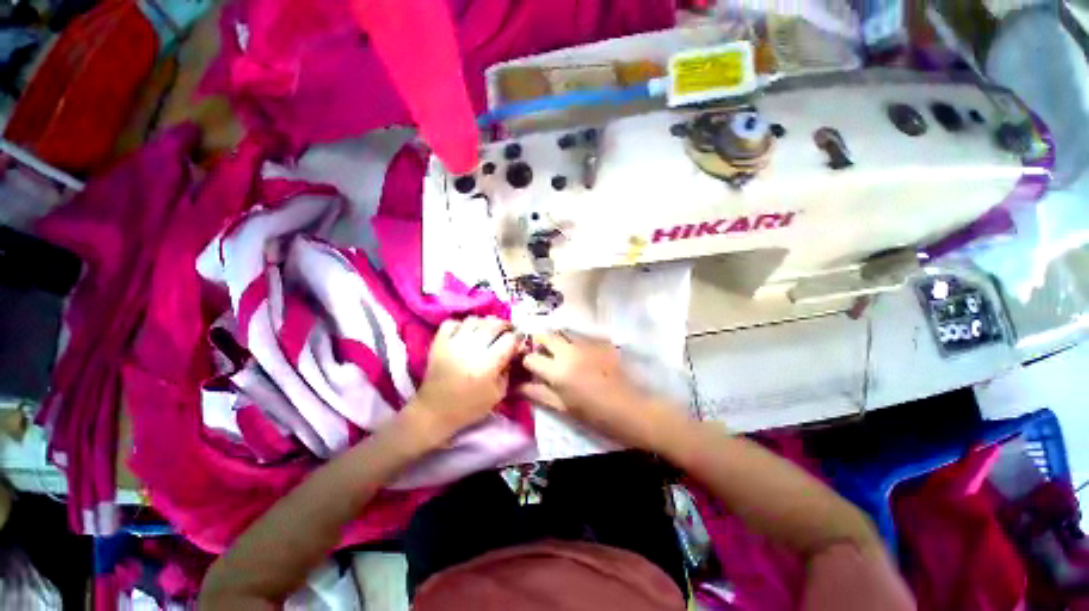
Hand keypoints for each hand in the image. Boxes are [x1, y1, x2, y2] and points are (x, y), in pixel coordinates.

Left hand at [408, 316, 520, 444]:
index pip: (510, 339)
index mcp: (489, 363)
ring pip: (474, 320)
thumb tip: (513, 353)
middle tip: (507, 331)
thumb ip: (508, 371)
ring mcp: (454, 342)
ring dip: (485, 323)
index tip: (519, 340)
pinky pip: (452, 322)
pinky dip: (461, 324)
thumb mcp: (498, 394)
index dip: (518, 337)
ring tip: (487, 330)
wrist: (435, 411)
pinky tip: (466, 332)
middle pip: (494, 324)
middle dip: (505, 326)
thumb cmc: (470, 406)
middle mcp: (473, 348)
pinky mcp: (439, 342)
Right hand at [519, 332, 682, 450]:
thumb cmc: (594, 414)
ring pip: (564, 332)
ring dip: (558, 339)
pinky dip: (575, 341)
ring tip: (560, 351)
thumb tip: (517, 387)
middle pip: (546, 335)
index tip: (530, 366)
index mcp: (557, 370)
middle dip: (539, 342)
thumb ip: (538, 394)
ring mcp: (586, 344)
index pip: (531, 357)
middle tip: (543, 353)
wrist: (630, 408)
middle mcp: (569, 351)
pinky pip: (581, 336)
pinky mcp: (600, 342)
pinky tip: (581, 353)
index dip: (527, 361)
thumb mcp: (563, 408)